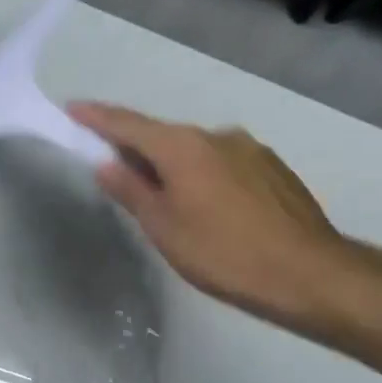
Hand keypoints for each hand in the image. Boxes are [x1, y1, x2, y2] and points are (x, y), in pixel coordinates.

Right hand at [68, 102, 366, 335]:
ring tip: (167, 199)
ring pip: (197, 151)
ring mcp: (250, 149)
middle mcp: (217, 135)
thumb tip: (105, 163)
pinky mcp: (273, 168)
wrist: (308, 273)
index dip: (97, 117)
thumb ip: (132, 191)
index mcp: (183, 146)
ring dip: (174, 165)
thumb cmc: (223, 253)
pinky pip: (224, 163)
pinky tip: (209, 206)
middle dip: (136, 148)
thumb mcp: (164, 228)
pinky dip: (204, 175)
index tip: (73, 109)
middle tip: (115, 169)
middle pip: (163, 136)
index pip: (128, 124)